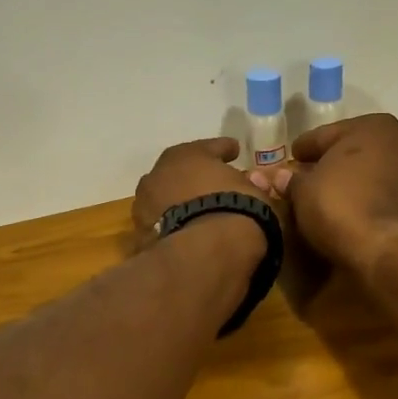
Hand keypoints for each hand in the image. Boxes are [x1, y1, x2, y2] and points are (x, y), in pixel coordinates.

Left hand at [132, 138, 263, 246]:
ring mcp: (145, 205)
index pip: (209, 147)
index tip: (234, 151)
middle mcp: (159, 173)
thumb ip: (251, 185)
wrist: (205, 250)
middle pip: (179, 172)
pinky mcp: (141, 235)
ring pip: (165, 199)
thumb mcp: (257, 194)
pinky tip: (186, 236)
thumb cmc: (236, 210)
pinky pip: (162, 226)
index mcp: (188, 155)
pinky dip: (172, 228)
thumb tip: (250, 183)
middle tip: (210, 187)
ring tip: (195, 215)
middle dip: (193, 178)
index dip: (224, 149)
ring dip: (178, 204)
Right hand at [261, 114, 397, 273]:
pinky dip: (366, 197)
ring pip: (370, 171)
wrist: (386, 249)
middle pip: (352, 150)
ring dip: (351, 181)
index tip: (292, 157)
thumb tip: (280, 177)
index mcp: (373, 126)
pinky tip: (349, 209)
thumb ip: (292, 180)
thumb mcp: (304, 191)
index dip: (304, 148)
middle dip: (330, 163)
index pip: (326, 135)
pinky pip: (382, 192)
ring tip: (327, 196)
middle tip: (306, 177)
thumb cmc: (340, 206)